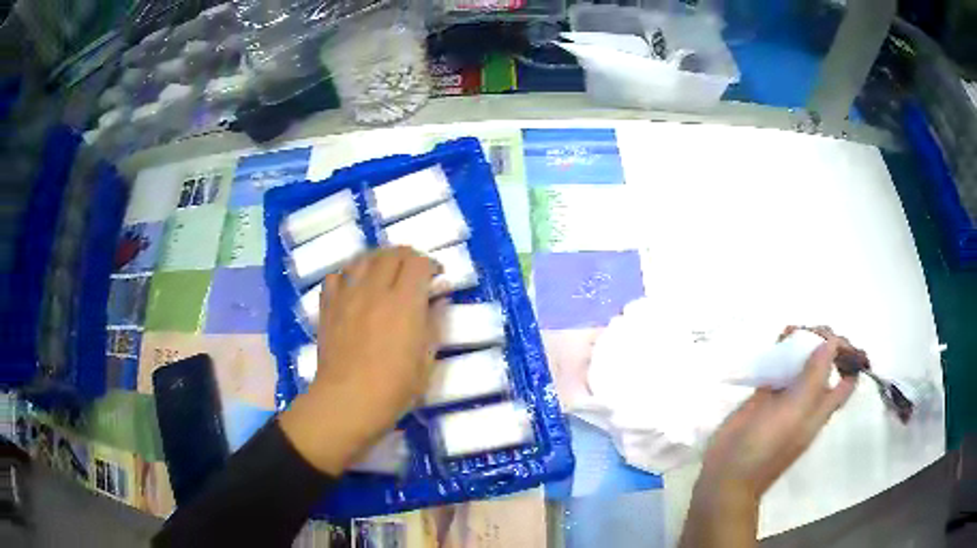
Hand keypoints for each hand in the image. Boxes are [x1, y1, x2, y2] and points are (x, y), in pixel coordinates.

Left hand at [280, 247, 444, 474]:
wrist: (348, 401)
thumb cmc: (394, 388)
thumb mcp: (426, 360)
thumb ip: (434, 323)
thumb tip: (439, 298)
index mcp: (404, 303)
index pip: (418, 262)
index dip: (430, 264)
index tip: (436, 277)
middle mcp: (374, 290)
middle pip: (390, 254)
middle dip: (407, 257)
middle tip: (413, 272)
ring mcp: (347, 296)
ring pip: (362, 258)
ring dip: (378, 259)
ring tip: (385, 273)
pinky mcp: (328, 306)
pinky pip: (336, 276)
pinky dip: (348, 274)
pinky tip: (354, 286)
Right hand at [679, 335, 857, 547]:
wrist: (728, 472)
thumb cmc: (766, 447)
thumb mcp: (794, 413)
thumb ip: (814, 378)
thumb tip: (831, 343)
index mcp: (821, 407)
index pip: (847, 378)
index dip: (848, 357)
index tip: (836, 339)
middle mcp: (808, 399)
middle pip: (825, 365)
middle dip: (822, 343)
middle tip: (809, 331)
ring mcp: (786, 398)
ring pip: (801, 364)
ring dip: (801, 344)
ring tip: (790, 331)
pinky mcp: (764, 397)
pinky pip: (778, 370)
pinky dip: (779, 354)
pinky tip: (774, 343)